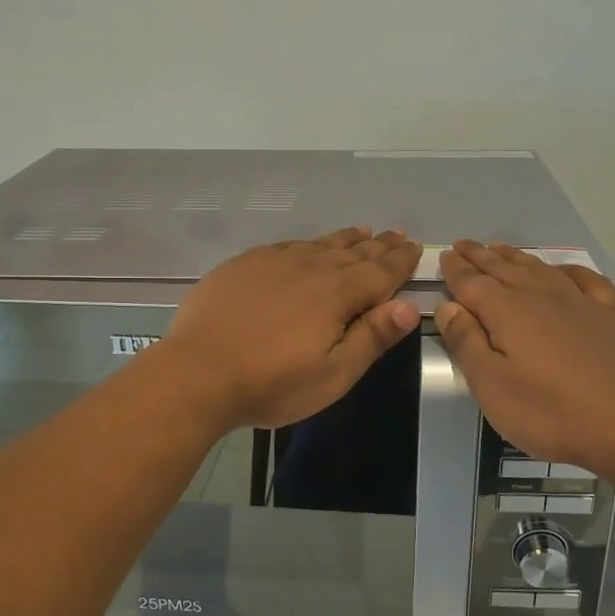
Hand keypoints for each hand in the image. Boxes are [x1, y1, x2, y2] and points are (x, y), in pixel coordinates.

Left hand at [160, 227, 423, 431]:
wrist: (198, 373)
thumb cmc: (272, 384)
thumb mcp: (333, 374)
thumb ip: (372, 337)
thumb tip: (409, 306)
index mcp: (336, 294)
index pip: (380, 272)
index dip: (400, 261)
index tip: (417, 248)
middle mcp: (309, 268)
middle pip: (353, 253)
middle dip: (379, 246)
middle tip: (398, 235)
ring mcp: (273, 262)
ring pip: (320, 244)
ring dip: (346, 239)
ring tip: (363, 231)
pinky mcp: (244, 265)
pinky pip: (287, 245)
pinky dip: (307, 243)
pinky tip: (308, 245)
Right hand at [435, 240, 614, 482]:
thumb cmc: (549, 413)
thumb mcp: (491, 386)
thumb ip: (466, 342)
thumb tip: (447, 305)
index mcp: (507, 311)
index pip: (472, 282)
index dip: (455, 269)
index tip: (444, 256)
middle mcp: (541, 295)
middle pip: (503, 268)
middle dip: (479, 256)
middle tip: (462, 244)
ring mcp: (580, 301)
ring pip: (539, 268)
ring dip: (515, 257)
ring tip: (499, 249)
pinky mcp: (610, 315)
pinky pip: (585, 279)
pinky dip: (566, 269)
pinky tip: (561, 270)